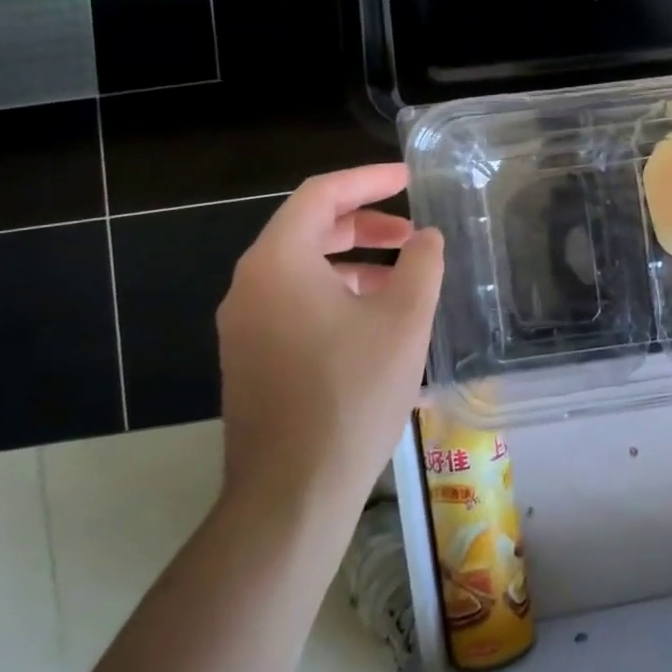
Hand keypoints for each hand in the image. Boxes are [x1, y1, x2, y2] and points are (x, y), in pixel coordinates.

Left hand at [215, 164, 443, 517]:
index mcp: (278, 262)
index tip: (410, 178)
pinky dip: (336, 295)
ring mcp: (244, 325)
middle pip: (308, 229)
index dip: (369, 179)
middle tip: (412, 234)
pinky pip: (294, 304)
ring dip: (353, 263)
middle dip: (365, 224)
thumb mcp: (403, 321)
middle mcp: (250, 285)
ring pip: (302, 270)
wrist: (291, 493)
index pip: (321, 194)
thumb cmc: (351, 394)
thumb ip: (422, 265)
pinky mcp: (251, 358)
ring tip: (403, 279)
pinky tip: (375, 322)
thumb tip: (427, 238)